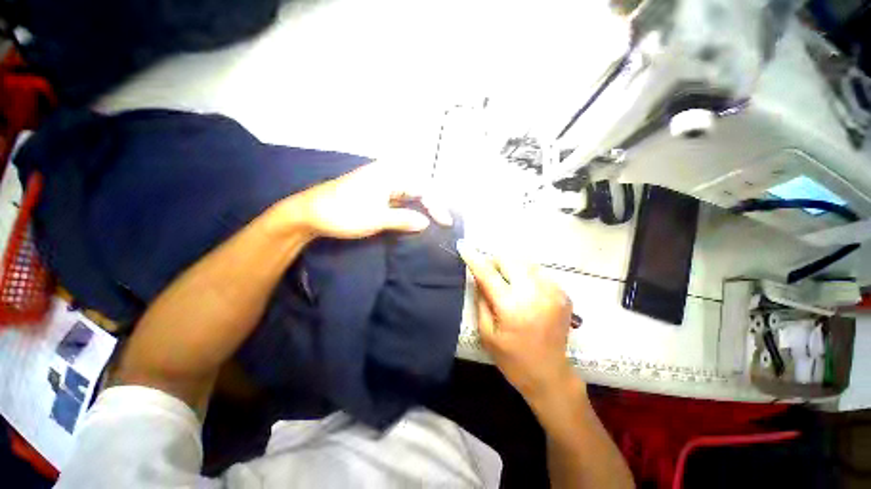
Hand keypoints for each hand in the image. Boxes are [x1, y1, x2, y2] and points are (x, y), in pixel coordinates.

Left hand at [289, 162, 451, 238]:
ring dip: (422, 206)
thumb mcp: (377, 218)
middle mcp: (388, 174)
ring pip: (409, 193)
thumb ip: (404, 219)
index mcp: (390, 174)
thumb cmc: (343, 213)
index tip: (446, 223)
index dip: (437, 206)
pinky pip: (399, 198)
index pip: (423, 188)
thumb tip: (425, 222)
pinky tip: (414, 216)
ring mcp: (381, 183)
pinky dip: (409, 207)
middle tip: (442, 221)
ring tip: (434, 219)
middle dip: (432, 204)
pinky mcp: (375, 192)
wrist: (310, 213)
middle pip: (418, 187)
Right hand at [458, 243, 577, 400]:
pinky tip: (525, 293)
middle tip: (490, 275)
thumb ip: (481, 299)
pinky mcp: (563, 293)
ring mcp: (553, 291)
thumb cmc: (512, 359)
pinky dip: (526, 276)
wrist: (550, 375)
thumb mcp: (487, 332)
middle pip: (510, 260)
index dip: (474, 258)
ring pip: (525, 263)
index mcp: (512, 306)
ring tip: (508, 285)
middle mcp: (535, 293)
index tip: (463, 246)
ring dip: (512, 268)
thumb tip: (478, 276)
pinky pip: (538, 273)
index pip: (488, 273)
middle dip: (496, 263)